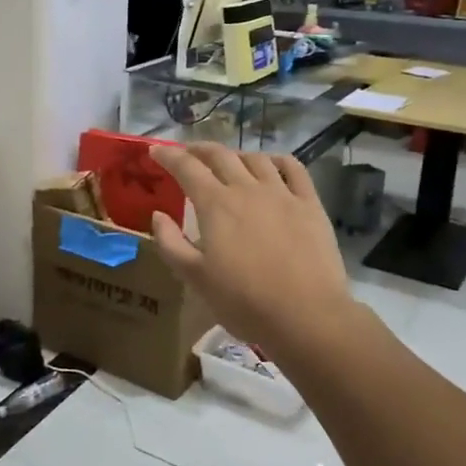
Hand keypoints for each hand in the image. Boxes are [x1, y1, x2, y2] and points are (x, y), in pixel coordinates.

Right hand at [148, 143, 354, 353]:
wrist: (305, 315)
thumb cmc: (244, 301)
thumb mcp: (195, 278)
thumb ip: (171, 243)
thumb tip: (158, 215)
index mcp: (215, 205)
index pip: (186, 168)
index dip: (168, 156)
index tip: (155, 151)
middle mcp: (247, 189)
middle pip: (220, 155)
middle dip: (199, 149)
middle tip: (188, 153)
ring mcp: (282, 193)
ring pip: (255, 159)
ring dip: (235, 155)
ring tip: (228, 162)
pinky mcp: (310, 204)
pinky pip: (294, 169)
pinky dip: (278, 160)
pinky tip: (272, 164)